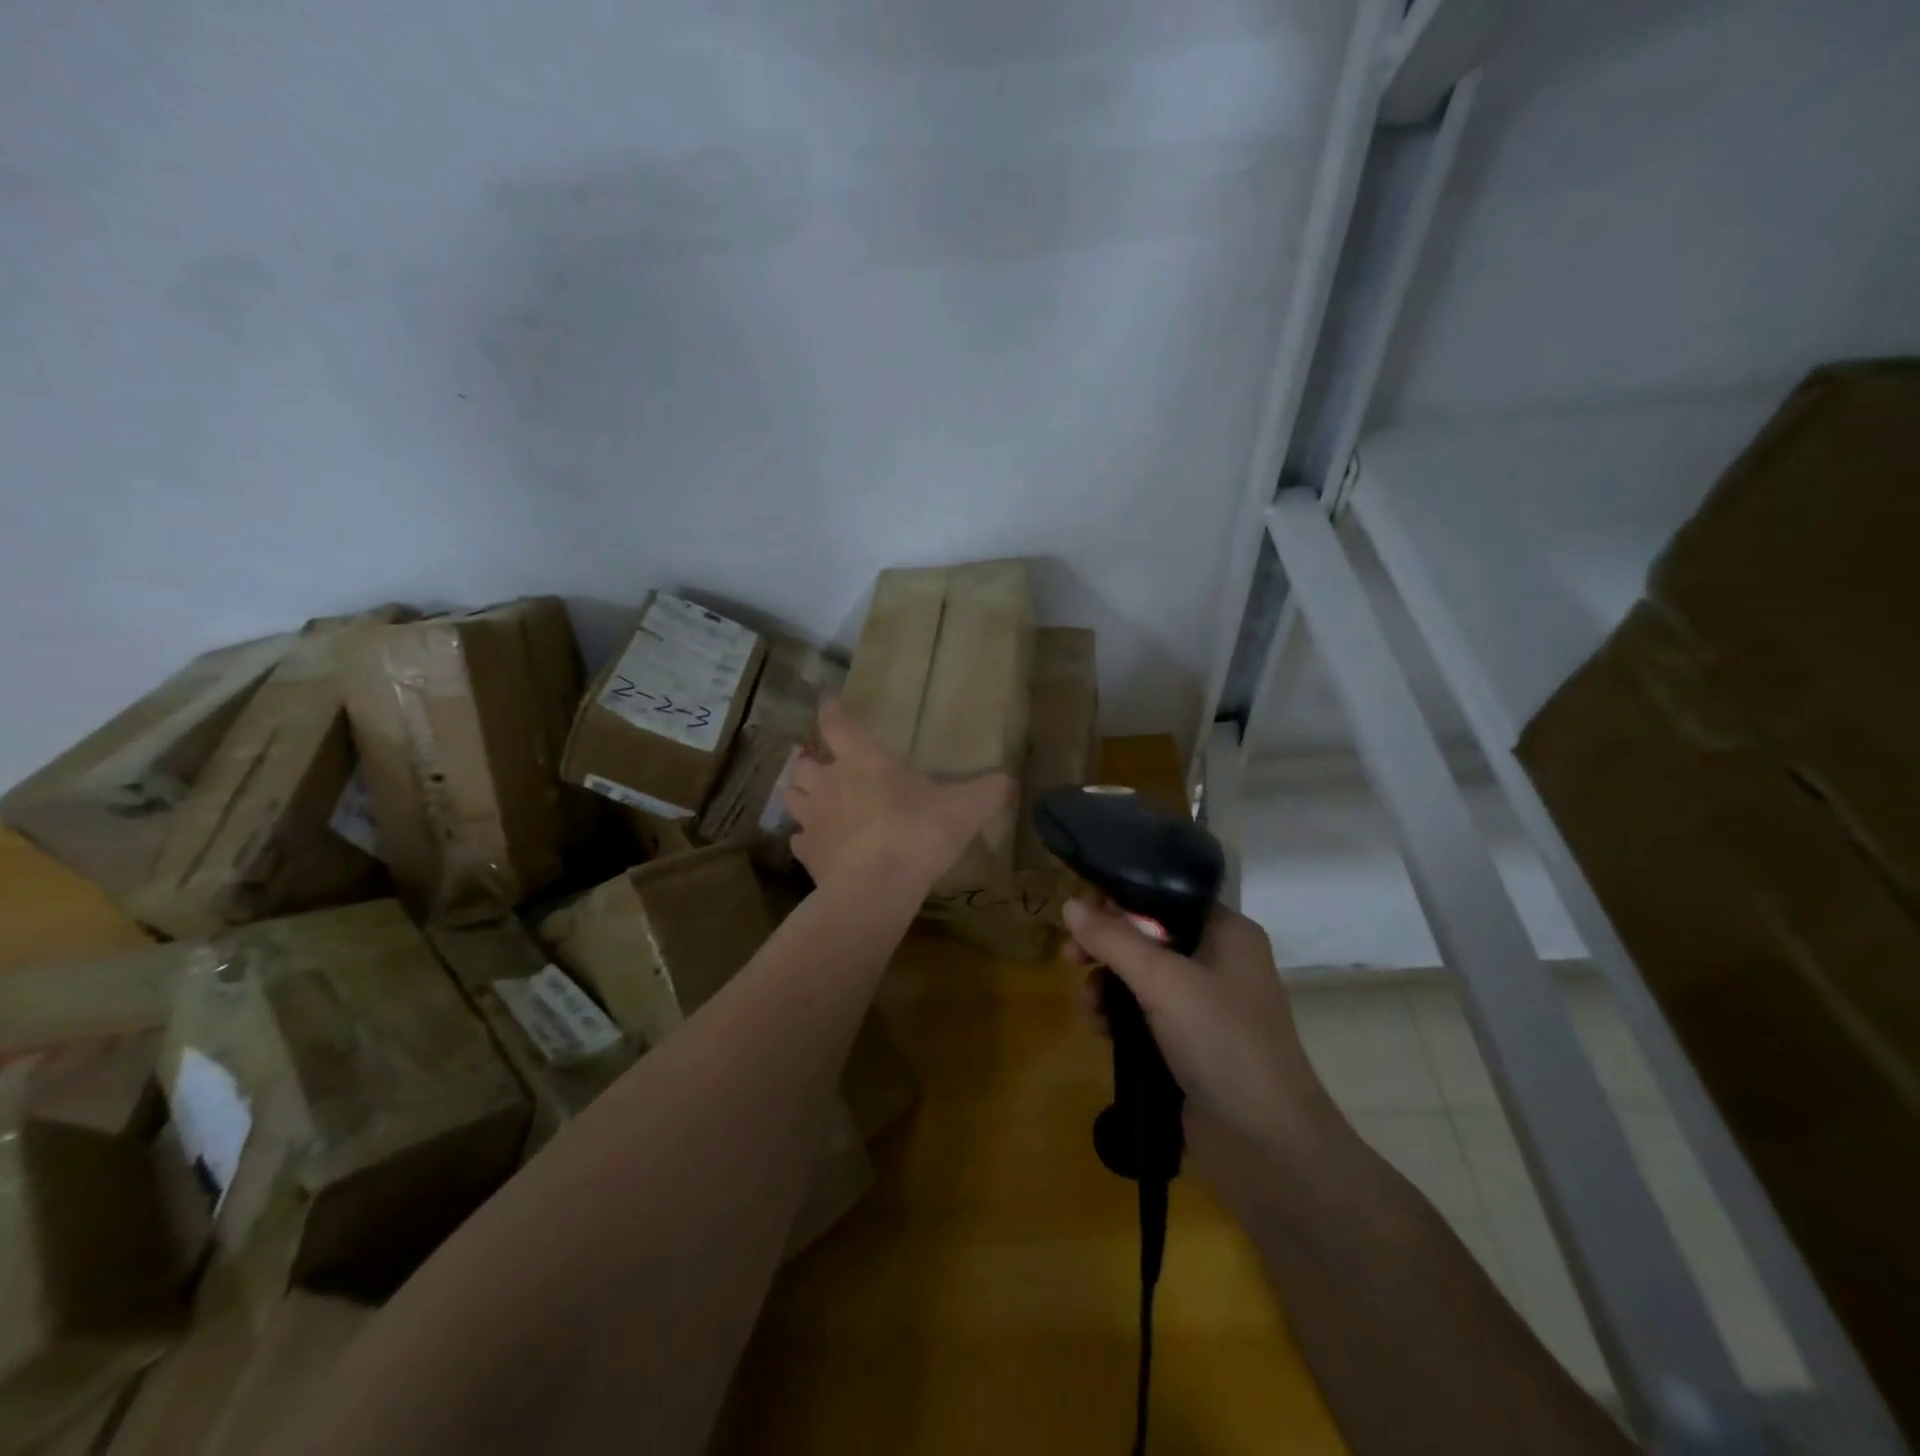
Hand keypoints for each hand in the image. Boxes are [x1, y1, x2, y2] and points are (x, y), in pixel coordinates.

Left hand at [785, 699, 1014, 891]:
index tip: (828, 702)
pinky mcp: (807, 856)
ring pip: (792, 796)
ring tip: (815, 800)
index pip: (836, 723)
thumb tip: (1009, 782)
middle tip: (824, 764)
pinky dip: (805, 838)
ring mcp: (814, 820)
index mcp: (863, 760)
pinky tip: (818, 844)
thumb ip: (988, 791)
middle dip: (810, 760)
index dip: (831, 710)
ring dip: (800, 794)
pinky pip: (798, 840)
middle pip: (804, 762)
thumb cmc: (918, 833)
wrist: (877, 888)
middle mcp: (830, 783)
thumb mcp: (966, 808)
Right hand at [1063, 899, 1335, 1165]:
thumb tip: (1068, 904)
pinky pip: (1142, 1012)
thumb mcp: (1163, 981)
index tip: (1080, 915)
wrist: (1265, 1144)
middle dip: (1104, 947)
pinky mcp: (1188, 1042)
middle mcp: (1217, 960)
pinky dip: (1117, 1016)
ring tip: (1088, 1008)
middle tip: (1070, 959)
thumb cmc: (1222, 1041)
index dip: (1118, 900)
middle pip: (1146, 936)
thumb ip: (1113, 940)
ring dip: (1105, 986)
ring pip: (1139, 976)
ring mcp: (1203, 1004)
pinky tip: (1098, 1031)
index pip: (1163, 896)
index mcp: (1226, 931)